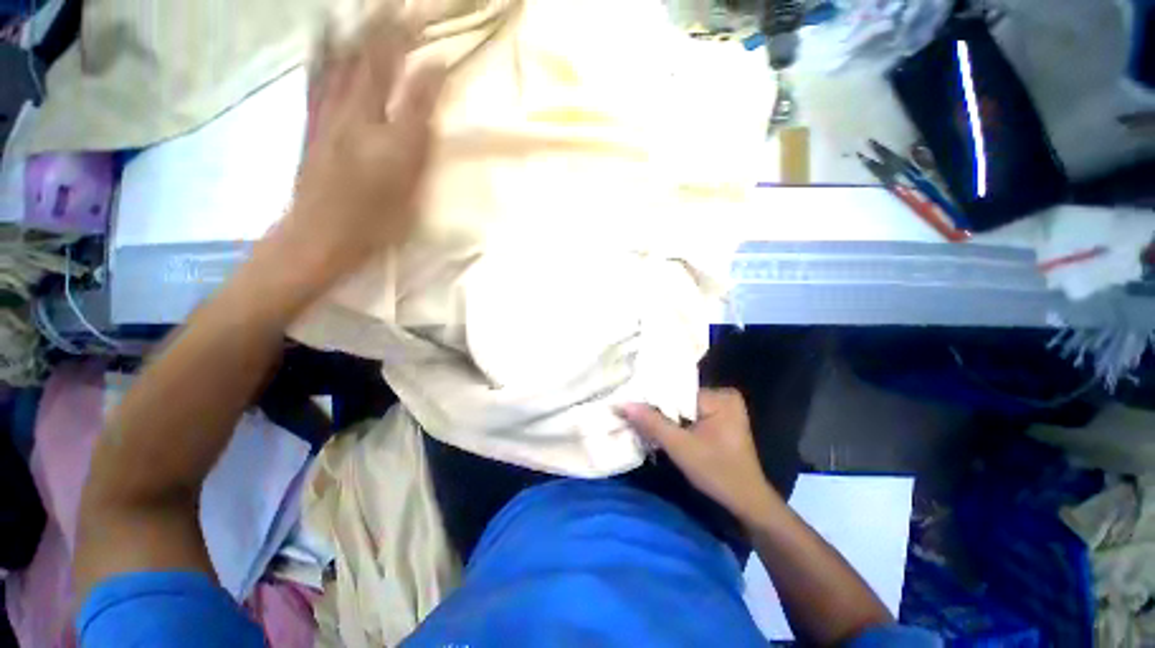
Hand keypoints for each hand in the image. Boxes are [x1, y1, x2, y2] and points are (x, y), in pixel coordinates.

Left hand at [278, 11, 446, 283]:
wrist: (318, 235)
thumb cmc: (374, 220)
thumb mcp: (409, 185)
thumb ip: (420, 136)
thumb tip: (430, 103)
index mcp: (386, 136)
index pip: (409, 86)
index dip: (425, 60)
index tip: (440, 39)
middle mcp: (355, 115)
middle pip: (374, 62)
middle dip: (391, 29)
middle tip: (405, 6)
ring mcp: (328, 114)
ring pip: (343, 61)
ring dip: (359, 30)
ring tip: (372, 8)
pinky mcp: (312, 121)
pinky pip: (318, 75)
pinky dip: (325, 49)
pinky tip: (327, 34)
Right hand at [619, 389, 778, 526]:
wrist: (747, 502)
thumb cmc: (717, 474)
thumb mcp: (680, 448)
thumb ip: (652, 423)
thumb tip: (621, 404)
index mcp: (720, 397)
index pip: (676, 390)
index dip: (652, 400)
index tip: (630, 406)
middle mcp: (724, 395)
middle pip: (679, 397)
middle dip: (658, 409)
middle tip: (632, 415)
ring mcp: (724, 407)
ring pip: (683, 407)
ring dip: (666, 417)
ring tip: (642, 422)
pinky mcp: (721, 419)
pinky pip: (691, 414)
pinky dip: (677, 422)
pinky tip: (662, 430)